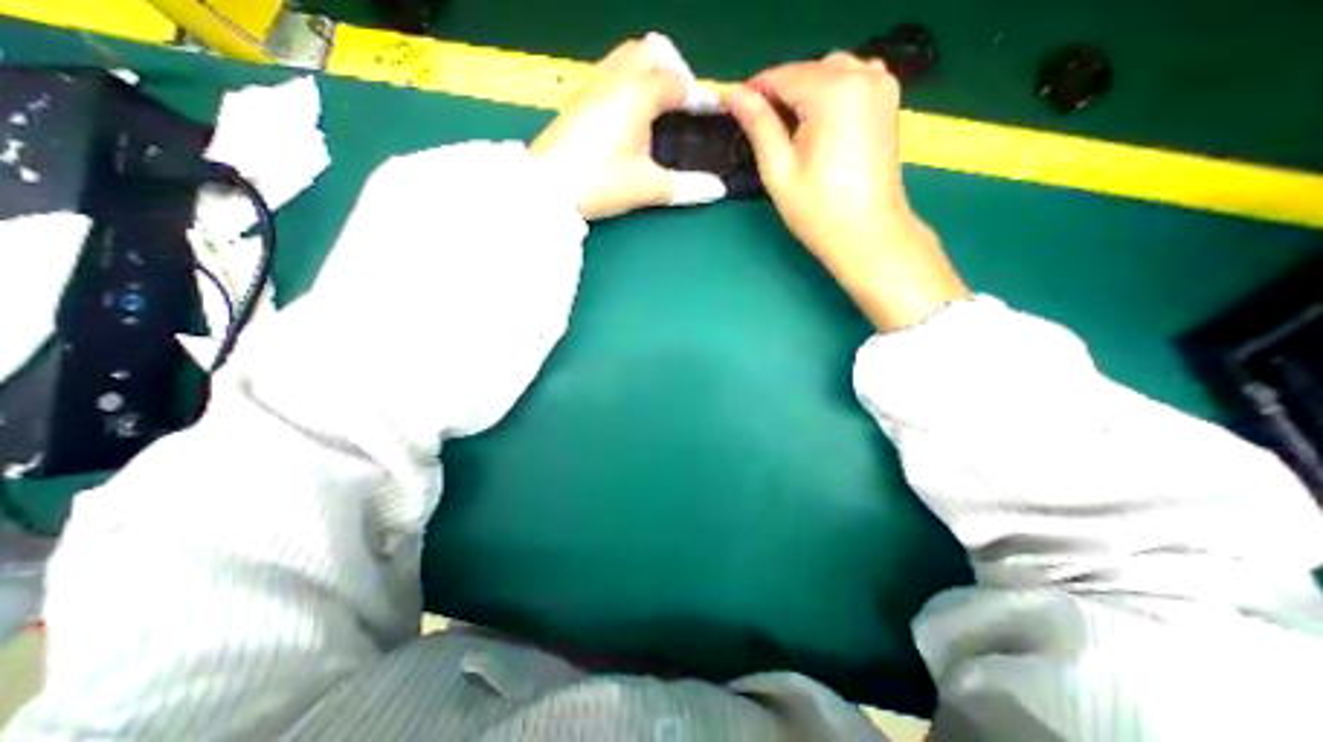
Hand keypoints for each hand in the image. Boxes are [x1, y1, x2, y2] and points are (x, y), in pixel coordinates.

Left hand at [531, 36, 729, 219]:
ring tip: (660, 110)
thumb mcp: (648, 186)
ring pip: (629, 56)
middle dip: (675, 70)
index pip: (678, 83)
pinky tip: (632, 116)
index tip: (712, 113)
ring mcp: (594, 84)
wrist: (549, 187)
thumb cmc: (602, 182)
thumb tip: (718, 190)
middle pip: (653, 50)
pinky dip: (630, 81)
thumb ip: (687, 187)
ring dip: (650, 72)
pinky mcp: (580, 97)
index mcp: (638, 93)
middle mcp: (616, 77)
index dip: (699, 97)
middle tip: (683, 105)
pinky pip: (612, 71)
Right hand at [727, 52, 967, 329]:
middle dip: (780, 92)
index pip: (782, 75)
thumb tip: (734, 94)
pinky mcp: (888, 100)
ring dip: (803, 91)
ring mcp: (880, 85)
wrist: (869, 234)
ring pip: (829, 71)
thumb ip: (758, 125)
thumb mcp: (779, 170)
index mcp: (833, 92)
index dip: (754, 90)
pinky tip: (818, 122)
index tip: (733, 108)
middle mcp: (862, 75)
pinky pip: (851, 79)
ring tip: (787, 129)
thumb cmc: (819, 211)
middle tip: (759, 127)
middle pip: (807, 70)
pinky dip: (829, 92)